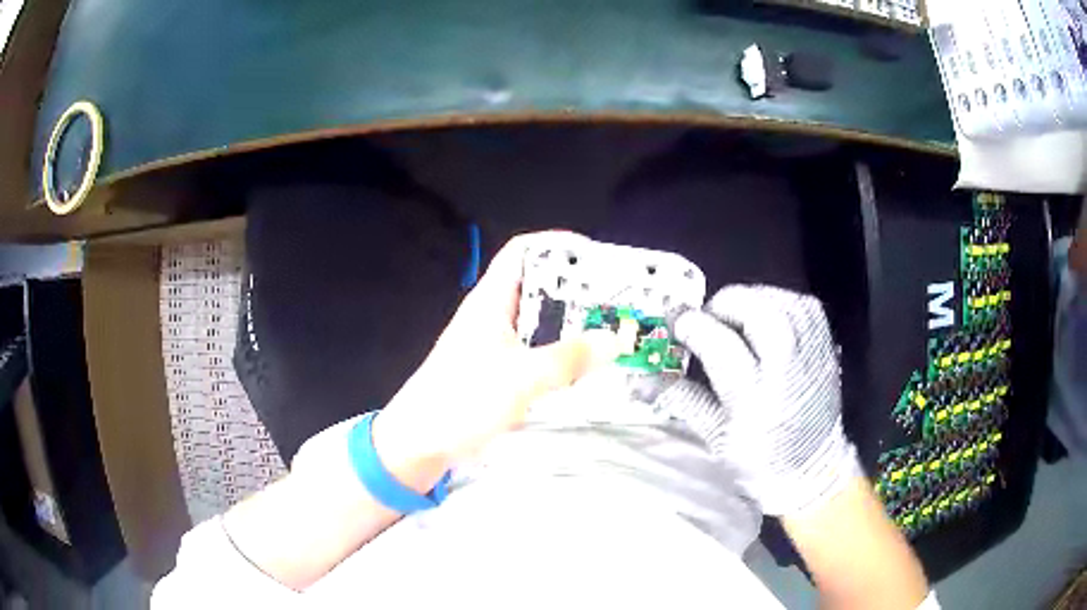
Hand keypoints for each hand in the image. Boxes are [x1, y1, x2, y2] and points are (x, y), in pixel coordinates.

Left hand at [372, 231, 618, 477]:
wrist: (419, 442)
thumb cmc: (463, 400)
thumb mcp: (521, 377)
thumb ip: (568, 359)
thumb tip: (613, 340)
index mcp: (490, 301)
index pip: (522, 251)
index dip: (556, 245)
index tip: (595, 256)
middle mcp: (490, 315)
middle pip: (535, 286)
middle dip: (573, 288)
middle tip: (613, 299)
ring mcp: (491, 345)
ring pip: (535, 321)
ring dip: (567, 324)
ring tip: (606, 331)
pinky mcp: (493, 372)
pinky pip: (532, 351)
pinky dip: (556, 352)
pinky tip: (579, 367)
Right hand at [669, 285, 861, 515]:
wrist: (813, 470)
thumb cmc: (759, 462)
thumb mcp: (715, 436)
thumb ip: (680, 399)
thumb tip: (637, 379)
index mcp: (754, 398)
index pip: (719, 343)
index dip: (690, 324)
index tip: (674, 321)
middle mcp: (786, 369)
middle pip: (758, 310)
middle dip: (724, 304)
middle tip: (709, 319)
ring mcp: (811, 354)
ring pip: (781, 300)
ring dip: (752, 300)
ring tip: (736, 318)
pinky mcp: (826, 347)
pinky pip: (803, 305)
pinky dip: (780, 302)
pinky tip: (767, 317)